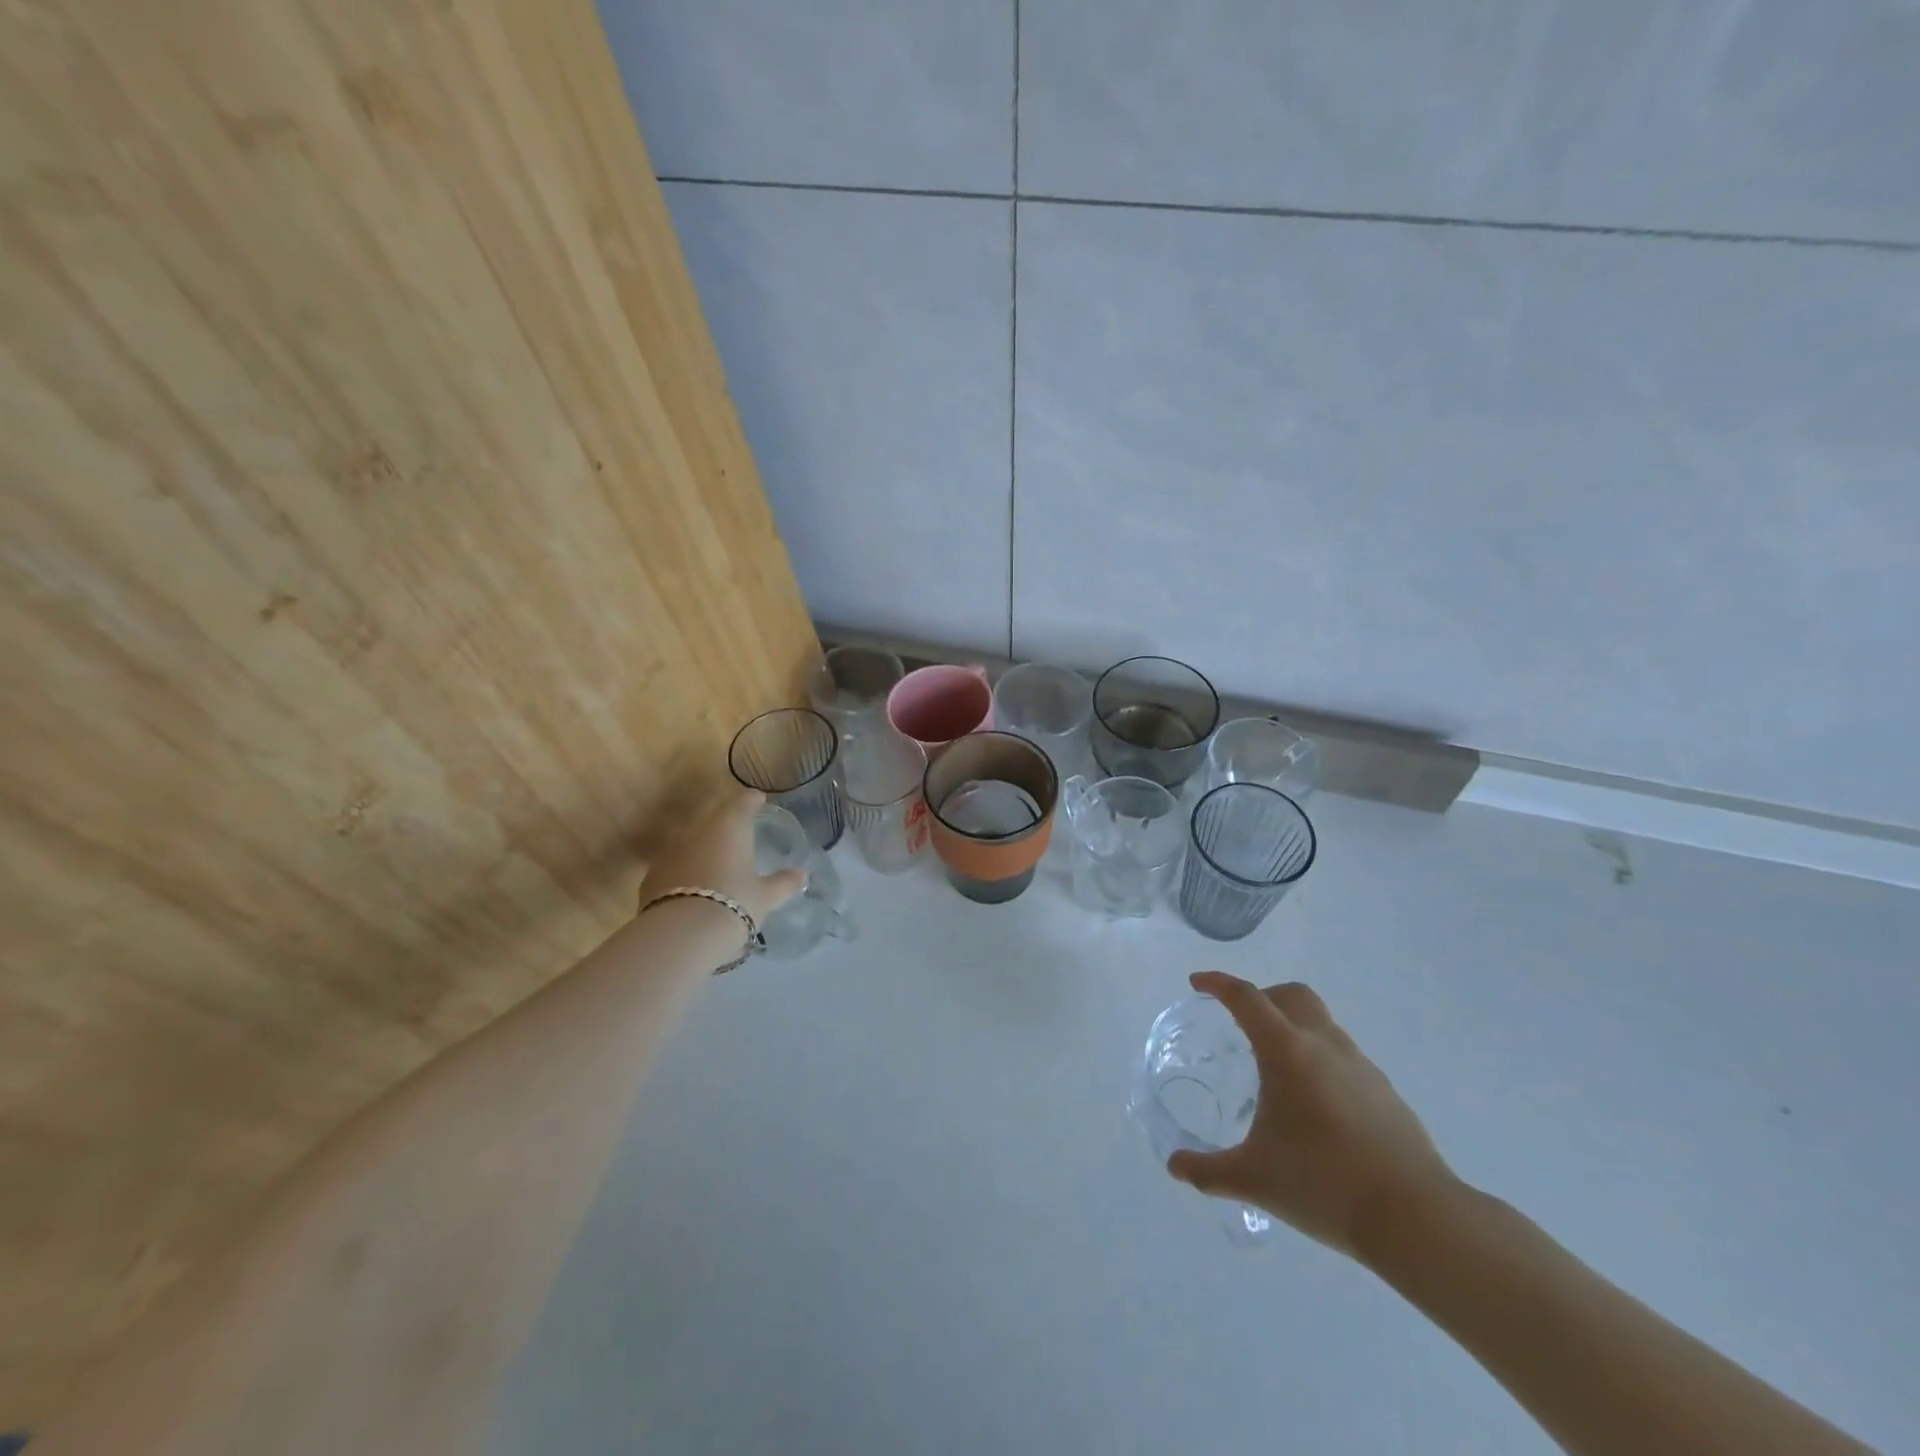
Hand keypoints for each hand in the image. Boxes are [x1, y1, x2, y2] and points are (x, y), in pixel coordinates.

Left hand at [639, 789, 805, 926]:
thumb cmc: (734, 904)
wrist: (680, 936)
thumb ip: (785, 883)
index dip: (752, 800)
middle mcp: (698, 831)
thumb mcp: (766, 896)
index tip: (759, 801)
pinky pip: (675, 865)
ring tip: (719, 865)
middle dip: (728, 825)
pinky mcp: (652, 876)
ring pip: (693, 842)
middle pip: (715, 819)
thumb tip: (802, 875)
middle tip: (742, 837)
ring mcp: (670, 852)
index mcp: (730, 827)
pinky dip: (687, 870)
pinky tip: (694, 887)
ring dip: (706, 848)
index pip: (743, 802)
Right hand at [1167, 971, 1457, 1261]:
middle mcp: (1324, 1045)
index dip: (1218, 984)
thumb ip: (1208, 1171)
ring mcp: (1361, 1066)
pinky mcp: (1385, 1091)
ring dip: (1293, 1028)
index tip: (1198, 983)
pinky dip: (1320, 1060)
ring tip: (1277, 1070)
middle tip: (1241, 1022)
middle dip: (1262, 997)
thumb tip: (1176, 1166)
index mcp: (1287, 1052)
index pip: (1246, 998)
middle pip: (1291, 995)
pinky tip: (1315, 1105)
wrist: (1416, 1218)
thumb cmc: (1324, 1185)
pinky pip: (1343, 1056)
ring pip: (1321, 1023)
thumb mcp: (1254, 1180)